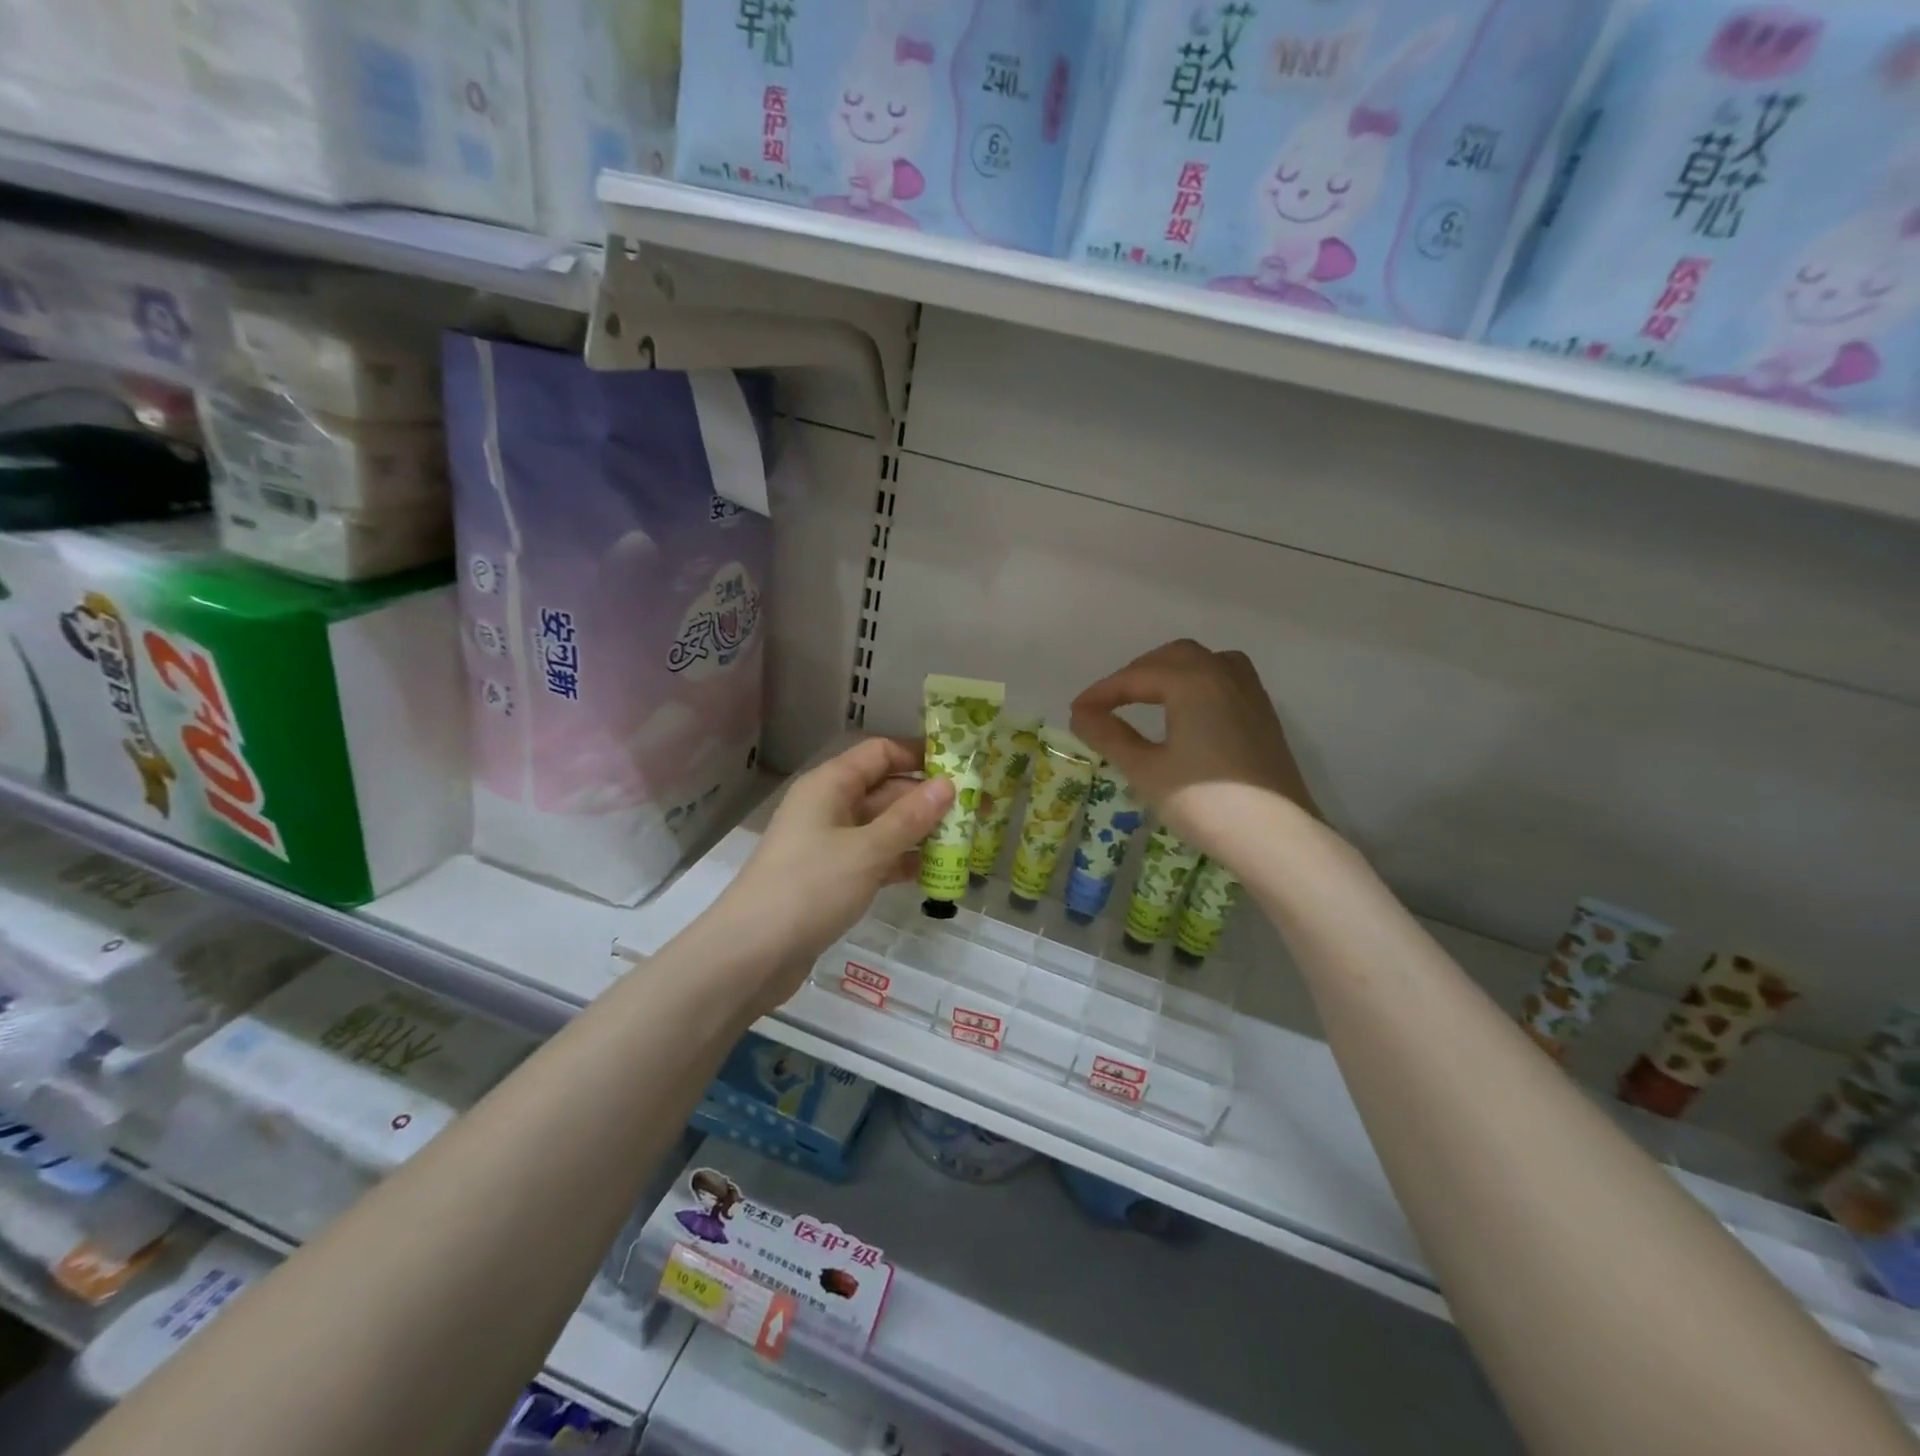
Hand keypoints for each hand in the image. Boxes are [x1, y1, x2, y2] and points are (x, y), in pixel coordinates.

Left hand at [708, 738, 952, 1008]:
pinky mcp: (831, 877)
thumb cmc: (810, 888)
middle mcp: (829, 806)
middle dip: (927, 800)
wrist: (752, 954)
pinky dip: (900, 861)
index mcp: (830, 784)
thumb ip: (910, 817)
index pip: (880, 753)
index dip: (920, 756)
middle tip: (974, 812)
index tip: (961, 768)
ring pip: (882, 826)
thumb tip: (947, 785)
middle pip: (885, 790)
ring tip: (964, 843)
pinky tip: (933, 874)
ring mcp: (829, 843)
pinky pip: (874, 857)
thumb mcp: (867, 850)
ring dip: (918, 833)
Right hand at [1069, 640, 1318, 865]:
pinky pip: (1226, 678)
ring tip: (1148, 696)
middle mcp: (1223, 674)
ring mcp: (1250, 693)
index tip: (1076, 712)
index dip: (1102, 693)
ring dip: (1171, 670)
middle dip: (1137, 673)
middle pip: (1173, 657)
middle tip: (1109, 702)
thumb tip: (1081, 715)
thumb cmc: (1203, 802)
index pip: (1136, 677)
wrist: (1275, 837)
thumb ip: (1110, 736)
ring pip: (1205, 662)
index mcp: (1192, 681)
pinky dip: (1198, 681)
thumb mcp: (1146, 770)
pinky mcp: (1264, 715)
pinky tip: (1188, 710)